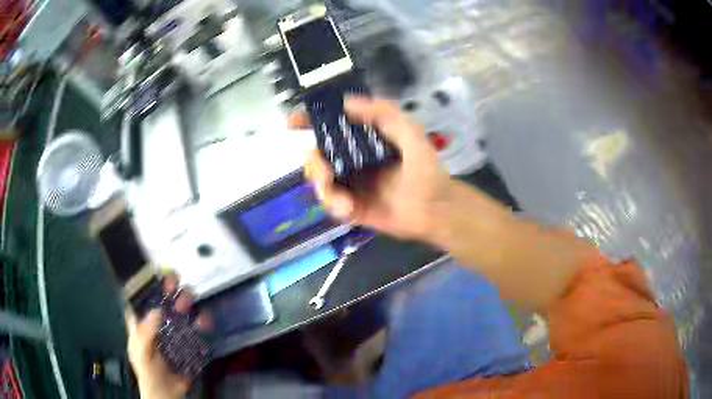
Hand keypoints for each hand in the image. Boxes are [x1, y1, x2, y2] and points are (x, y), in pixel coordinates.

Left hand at [125, 274, 211, 398]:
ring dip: (186, 304)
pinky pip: (195, 331)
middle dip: (169, 291)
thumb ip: (145, 334)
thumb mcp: (141, 353)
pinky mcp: (188, 344)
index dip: (148, 285)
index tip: (156, 274)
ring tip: (190, 299)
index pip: (142, 299)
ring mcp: (173, 334)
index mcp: (141, 324)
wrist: (167, 394)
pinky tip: (204, 320)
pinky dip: (201, 323)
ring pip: (180, 313)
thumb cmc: (148, 372)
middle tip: (176, 283)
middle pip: (163, 302)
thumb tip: (156, 312)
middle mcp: (157, 325)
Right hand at [288, 97, 450, 240]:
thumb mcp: (410, 132)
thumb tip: (346, 102)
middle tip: (326, 172)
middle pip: (317, 155)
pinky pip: (329, 203)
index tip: (292, 123)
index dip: (310, 122)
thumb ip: (383, 113)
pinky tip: (348, 208)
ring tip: (344, 200)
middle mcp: (353, 160)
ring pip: (319, 180)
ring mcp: (351, 184)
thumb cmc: (426, 169)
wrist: (436, 209)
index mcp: (364, 140)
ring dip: (323, 187)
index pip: (331, 128)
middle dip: (314, 162)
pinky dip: (333, 204)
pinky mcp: (352, 207)